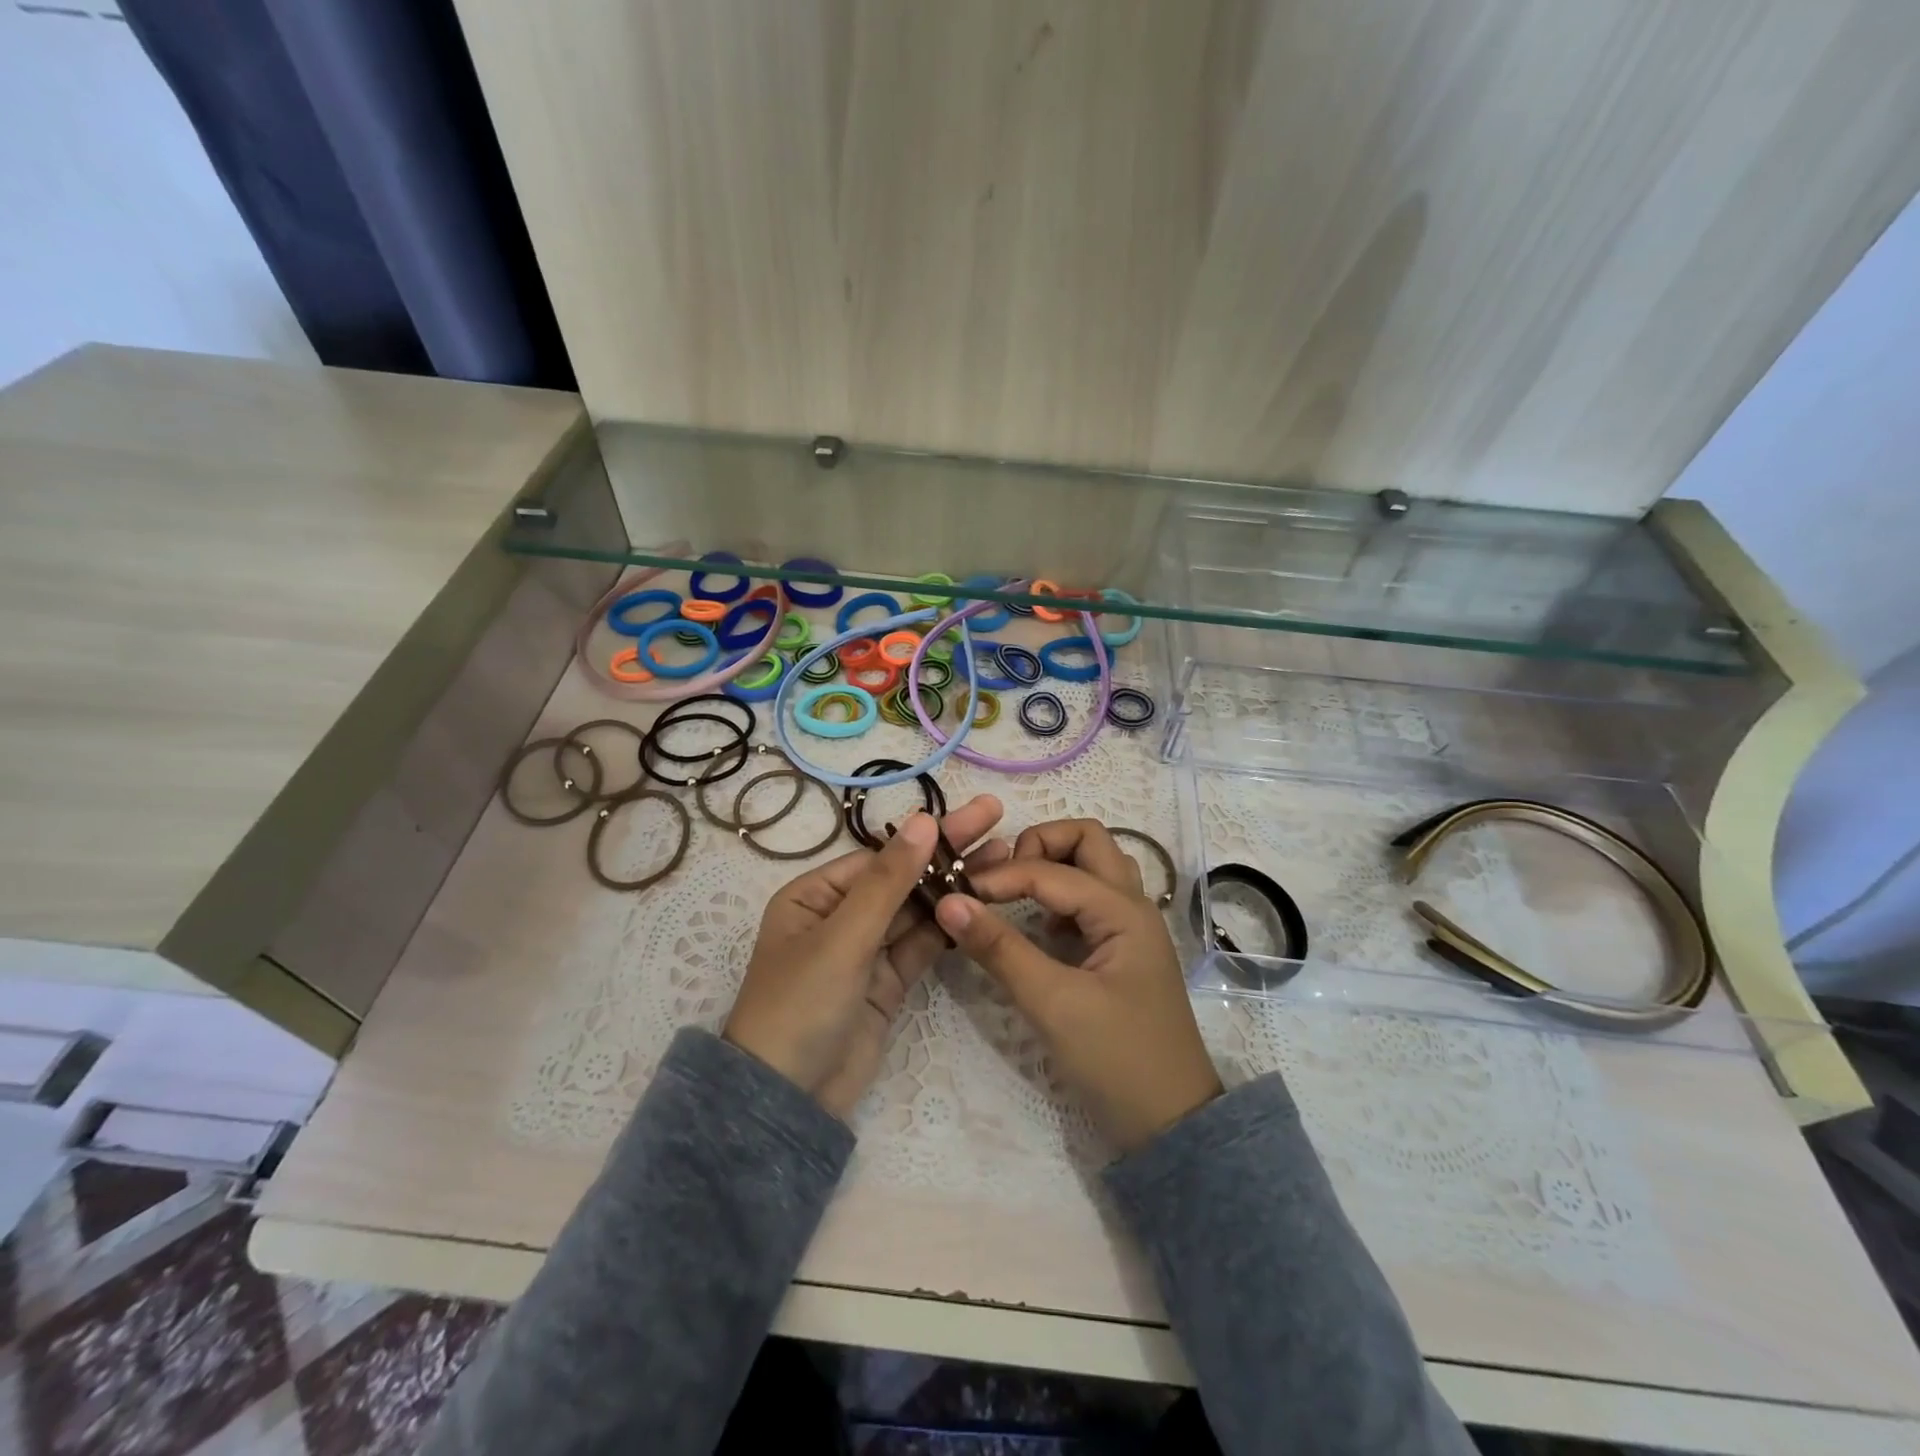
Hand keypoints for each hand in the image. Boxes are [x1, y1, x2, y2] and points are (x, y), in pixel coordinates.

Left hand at [724, 794, 1005, 1118]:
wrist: (789, 1101)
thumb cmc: (801, 1004)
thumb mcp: (843, 937)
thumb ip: (889, 881)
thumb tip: (923, 820)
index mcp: (815, 896)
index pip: (881, 857)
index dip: (928, 836)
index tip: (975, 817)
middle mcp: (840, 916)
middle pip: (902, 878)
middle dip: (948, 854)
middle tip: (997, 823)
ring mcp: (866, 951)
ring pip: (916, 911)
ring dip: (955, 888)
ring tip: (1003, 860)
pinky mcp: (887, 983)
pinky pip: (921, 945)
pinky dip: (948, 927)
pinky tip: (981, 905)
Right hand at [933, 819, 1221, 1153]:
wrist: (1171, 1125)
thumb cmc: (1116, 1060)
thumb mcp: (1052, 1004)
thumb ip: (1000, 949)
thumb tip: (949, 902)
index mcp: (1123, 911)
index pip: (1051, 871)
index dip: (1001, 877)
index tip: (957, 893)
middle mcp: (1133, 906)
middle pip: (1088, 840)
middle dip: (1040, 844)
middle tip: (1001, 877)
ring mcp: (1131, 928)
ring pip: (1094, 867)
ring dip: (1054, 865)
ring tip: (1014, 893)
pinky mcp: (1122, 951)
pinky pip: (1092, 900)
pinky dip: (1062, 897)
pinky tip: (1040, 930)